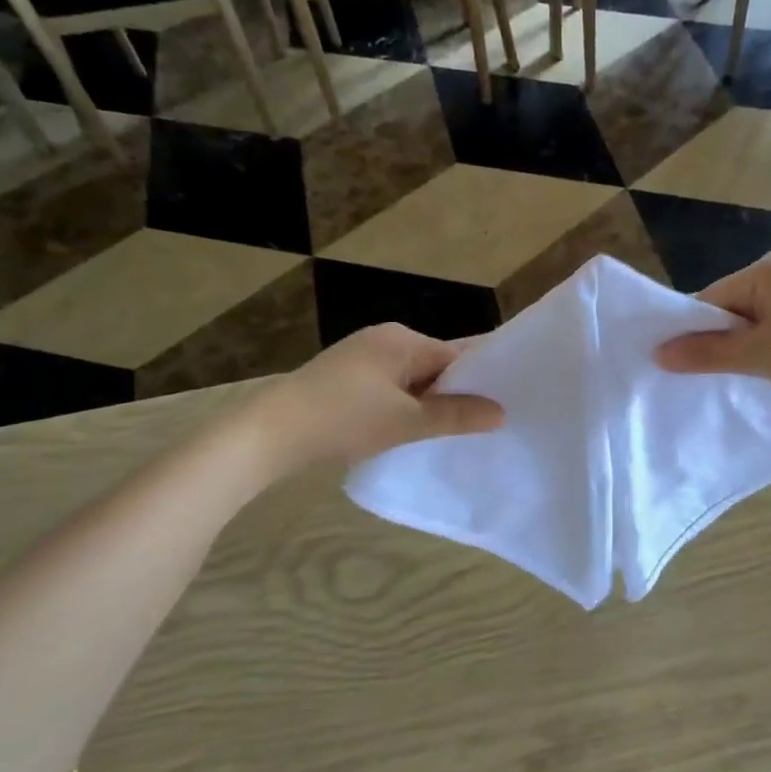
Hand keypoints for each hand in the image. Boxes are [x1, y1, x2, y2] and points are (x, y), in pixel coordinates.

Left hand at [255, 324, 503, 471]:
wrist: (269, 433)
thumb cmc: (343, 420)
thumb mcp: (406, 421)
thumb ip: (456, 416)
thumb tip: (501, 413)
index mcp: (403, 339)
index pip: (457, 356)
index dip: (479, 381)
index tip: (500, 408)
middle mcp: (384, 338)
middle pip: (435, 365)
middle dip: (453, 394)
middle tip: (478, 427)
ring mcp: (361, 355)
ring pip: (411, 378)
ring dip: (426, 402)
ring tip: (446, 433)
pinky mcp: (344, 376)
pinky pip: (389, 386)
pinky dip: (402, 405)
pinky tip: (406, 429)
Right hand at [654, 251, 770, 408]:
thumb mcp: (761, 356)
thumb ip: (708, 353)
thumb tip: (658, 353)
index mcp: (766, 270)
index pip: (709, 299)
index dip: (693, 333)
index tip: (682, 368)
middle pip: (731, 308)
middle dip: (722, 342)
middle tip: (714, 380)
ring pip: (757, 321)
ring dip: (748, 349)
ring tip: (749, 378)